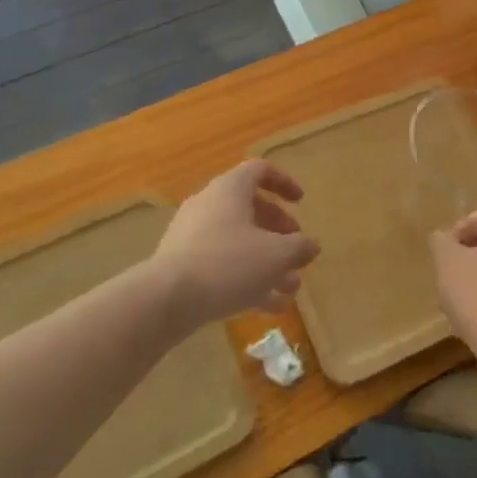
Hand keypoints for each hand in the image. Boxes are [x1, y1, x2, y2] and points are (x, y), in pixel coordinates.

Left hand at [152, 162, 319, 326]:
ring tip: (290, 286)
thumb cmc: (227, 264)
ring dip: (267, 260)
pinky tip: (269, 307)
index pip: (259, 170)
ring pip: (238, 241)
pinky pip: (222, 264)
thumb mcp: (276, 255)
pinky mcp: (183, 265)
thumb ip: (299, 247)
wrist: (165, 299)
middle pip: (250, 207)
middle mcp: (209, 205)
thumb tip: (311, 245)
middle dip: (278, 229)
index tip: (301, 202)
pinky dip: (246, 278)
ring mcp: (192, 236)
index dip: (284, 183)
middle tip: (296, 248)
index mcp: (230, 190)